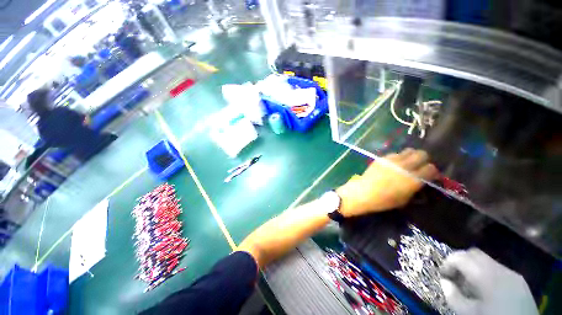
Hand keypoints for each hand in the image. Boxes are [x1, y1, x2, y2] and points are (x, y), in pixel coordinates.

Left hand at [336, 148, 437, 216]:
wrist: (363, 192)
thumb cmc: (384, 201)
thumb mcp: (405, 199)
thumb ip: (415, 187)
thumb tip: (420, 181)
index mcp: (414, 179)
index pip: (431, 168)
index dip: (431, 171)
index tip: (429, 174)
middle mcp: (405, 167)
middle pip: (422, 154)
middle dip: (423, 159)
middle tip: (419, 165)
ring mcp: (392, 160)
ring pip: (408, 151)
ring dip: (410, 156)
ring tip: (406, 163)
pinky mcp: (382, 158)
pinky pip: (394, 154)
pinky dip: (397, 157)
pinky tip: (393, 164)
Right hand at [440, 248, 537, 314]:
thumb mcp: (468, 313)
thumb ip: (453, 296)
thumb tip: (444, 281)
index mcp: (486, 275)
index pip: (460, 256)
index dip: (447, 262)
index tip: (443, 274)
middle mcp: (500, 269)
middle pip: (474, 253)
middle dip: (460, 261)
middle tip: (454, 275)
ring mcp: (512, 273)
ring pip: (487, 260)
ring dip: (474, 267)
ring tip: (470, 284)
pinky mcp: (520, 280)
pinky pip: (498, 269)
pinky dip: (486, 273)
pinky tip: (486, 289)